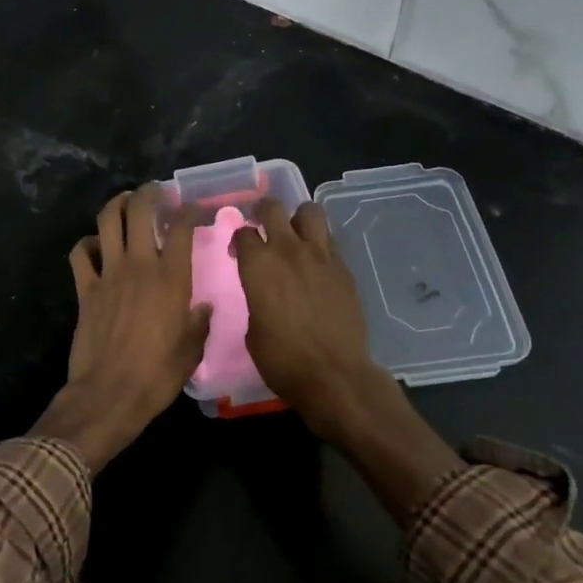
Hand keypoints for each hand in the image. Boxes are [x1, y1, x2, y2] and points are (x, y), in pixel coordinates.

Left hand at [33, 187, 211, 471]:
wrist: (110, 394)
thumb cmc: (158, 375)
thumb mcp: (191, 350)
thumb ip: (199, 323)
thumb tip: (203, 308)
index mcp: (171, 278)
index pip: (180, 228)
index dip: (187, 210)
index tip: (191, 207)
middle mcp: (139, 266)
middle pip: (139, 211)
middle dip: (148, 193)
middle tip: (155, 192)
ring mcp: (108, 274)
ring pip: (107, 221)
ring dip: (116, 204)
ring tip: (125, 201)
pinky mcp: (84, 289)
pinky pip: (80, 253)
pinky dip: (87, 243)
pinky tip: (95, 246)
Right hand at [230, 199, 389, 438]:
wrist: (334, 375)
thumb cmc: (282, 359)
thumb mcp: (253, 330)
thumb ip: (256, 299)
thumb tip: (262, 294)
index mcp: (258, 265)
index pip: (244, 232)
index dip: (238, 240)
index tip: (238, 253)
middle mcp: (288, 250)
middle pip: (273, 208)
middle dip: (264, 212)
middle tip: (263, 225)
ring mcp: (321, 256)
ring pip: (310, 211)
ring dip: (298, 219)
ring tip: (295, 235)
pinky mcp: (344, 268)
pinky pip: (330, 240)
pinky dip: (320, 243)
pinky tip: (316, 263)